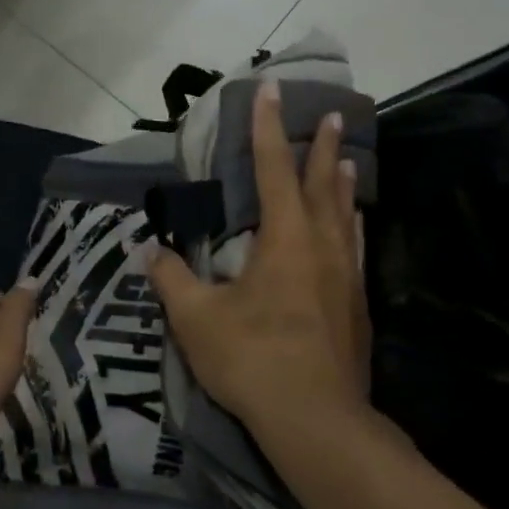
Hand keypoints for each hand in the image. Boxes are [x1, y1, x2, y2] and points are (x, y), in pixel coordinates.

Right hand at [147, 78, 369, 436]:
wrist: (315, 418)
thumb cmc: (252, 359)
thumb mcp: (197, 319)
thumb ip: (173, 280)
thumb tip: (152, 252)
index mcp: (284, 240)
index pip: (272, 170)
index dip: (266, 129)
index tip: (269, 90)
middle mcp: (322, 247)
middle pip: (322, 185)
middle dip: (320, 147)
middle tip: (330, 113)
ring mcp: (346, 277)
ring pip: (347, 216)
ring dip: (343, 184)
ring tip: (348, 160)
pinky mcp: (356, 306)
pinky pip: (356, 249)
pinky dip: (353, 227)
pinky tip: (355, 230)